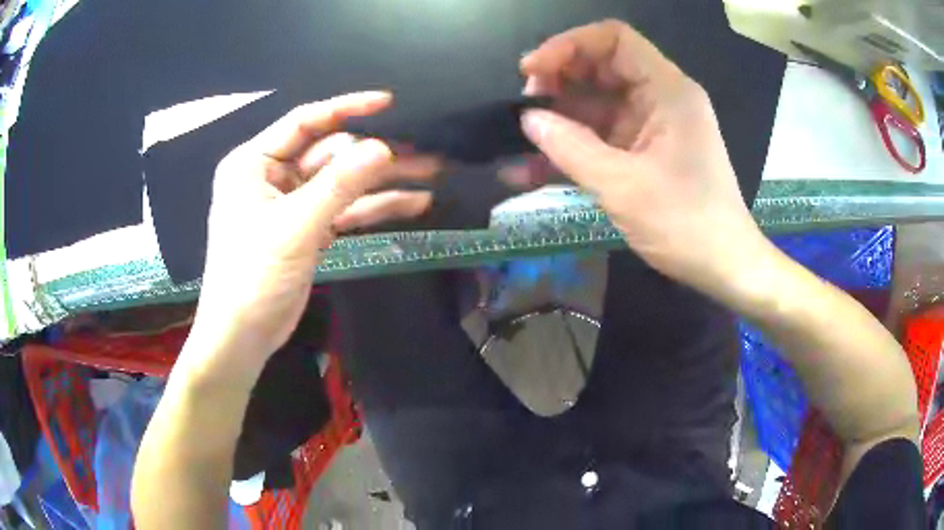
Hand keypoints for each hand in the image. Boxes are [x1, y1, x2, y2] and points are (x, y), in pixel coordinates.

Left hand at [184, 92, 438, 378]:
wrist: (243, 335)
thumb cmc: (253, 276)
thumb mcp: (295, 226)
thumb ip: (339, 184)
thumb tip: (384, 148)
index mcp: (254, 163)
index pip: (304, 122)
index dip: (346, 109)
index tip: (387, 102)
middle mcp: (271, 176)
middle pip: (330, 154)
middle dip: (375, 155)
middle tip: (423, 153)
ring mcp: (291, 204)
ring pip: (342, 182)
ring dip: (383, 181)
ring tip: (430, 173)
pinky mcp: (307, 229)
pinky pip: (344, 209)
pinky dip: (374, 207)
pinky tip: (412, 203)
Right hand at [519, 20, 769, 298]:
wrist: (723, 266)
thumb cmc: (685, 224)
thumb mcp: (623, 186)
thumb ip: (570, 147)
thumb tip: (527, 120)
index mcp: (667, 90)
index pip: (614, 39)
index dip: (568, 45)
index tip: (532, 71)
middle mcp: (660, 98)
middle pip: (601, 67)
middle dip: (558, 81)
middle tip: (524, 107)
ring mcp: (652, 126)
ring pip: (597, 103)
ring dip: (559, 118)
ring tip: (521, 139)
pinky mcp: (644, 151)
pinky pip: (602, 136)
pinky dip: (572, 147)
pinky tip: (532, 167)